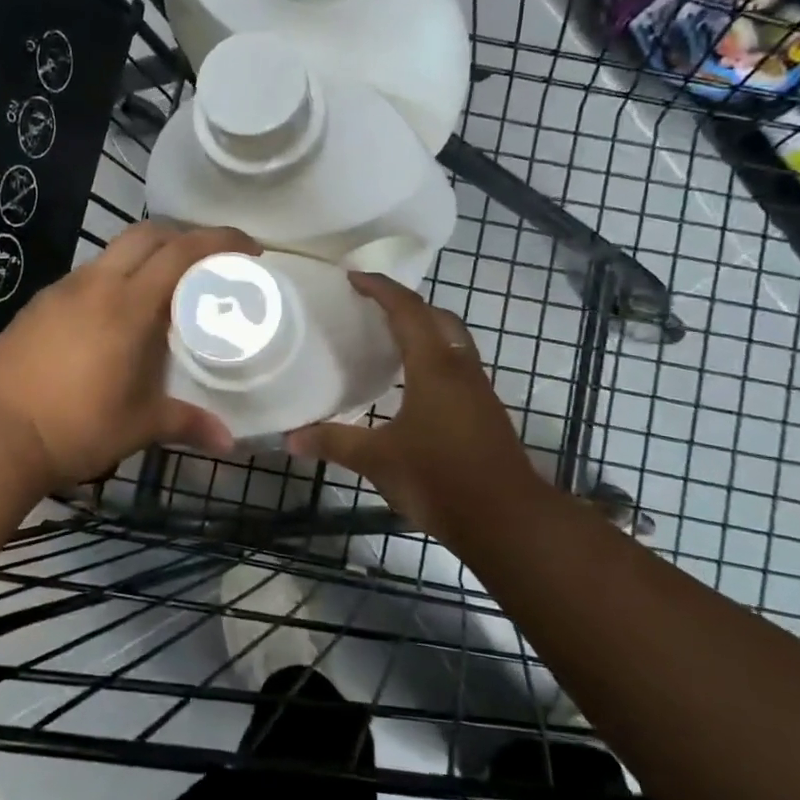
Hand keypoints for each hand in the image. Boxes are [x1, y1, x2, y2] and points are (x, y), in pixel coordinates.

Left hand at [0, 222, 259, 489]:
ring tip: (162, 291)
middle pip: (146, 234)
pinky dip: (113, 279)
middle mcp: (95, 284)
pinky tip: (113, 317)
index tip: (249, 249)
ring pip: (112, 252)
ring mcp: (61, 291)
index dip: (220, 240)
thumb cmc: (76, 427)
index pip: (181, 251)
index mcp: (128, 304)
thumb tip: (229, 443)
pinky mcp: (37, 305)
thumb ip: (187, 423)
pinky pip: (86, 277)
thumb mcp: (139, 426)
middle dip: (182, 236)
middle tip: (206, 262)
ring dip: (144, 257)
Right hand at [286, 272, 553, 544]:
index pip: (407, 310)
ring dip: (424, 330)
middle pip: (438, 318)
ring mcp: (478, 391)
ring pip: (452, 342)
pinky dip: (433, 358)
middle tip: (372, 307)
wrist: (508, 521)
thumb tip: (290, 438)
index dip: (380, 288)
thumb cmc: (440, 479)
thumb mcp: (378, 460)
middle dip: (406, 304)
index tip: (353, 277)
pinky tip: (411, 385)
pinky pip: (457, 367)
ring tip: (388, 340)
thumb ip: (334, 443)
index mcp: (434, 367)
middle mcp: (460, 369)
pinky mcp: (484, 413)